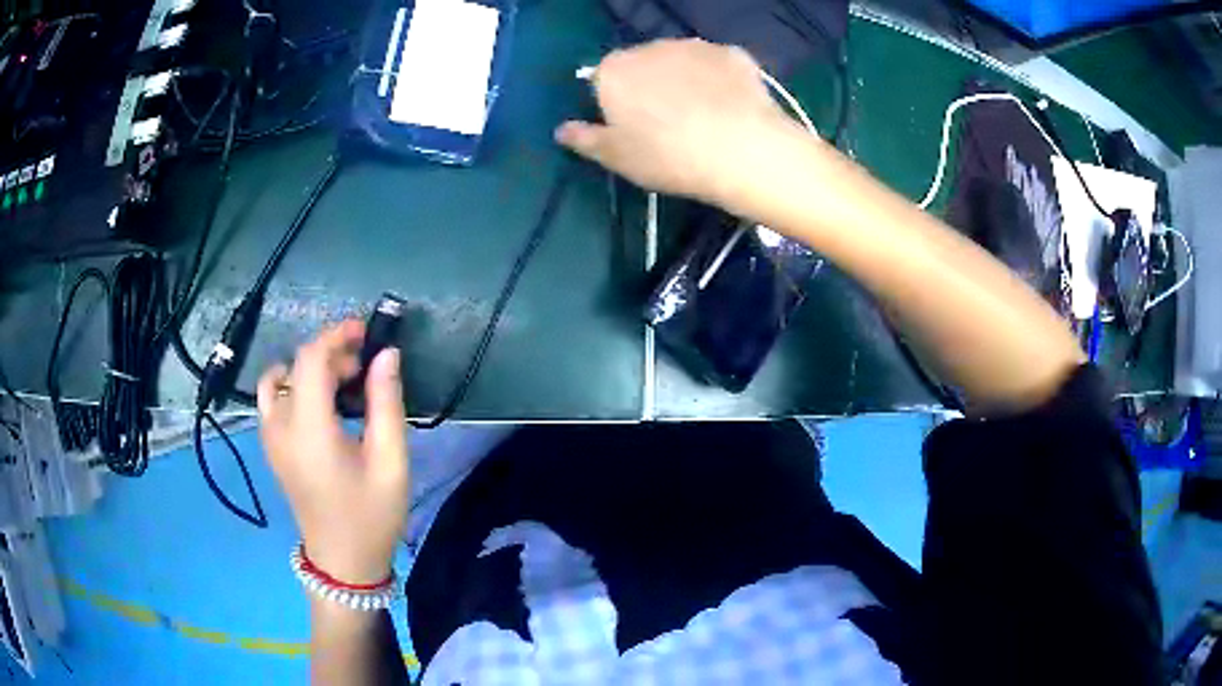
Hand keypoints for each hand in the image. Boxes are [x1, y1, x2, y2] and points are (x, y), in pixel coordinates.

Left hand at [257, 321, 408, 585]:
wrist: (342, 561)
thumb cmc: (371, 515)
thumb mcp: (390, 461)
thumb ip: (386, 403)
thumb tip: (387, 355)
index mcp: (308, 429)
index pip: (310, 360)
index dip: (336, 336)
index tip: (366, 331)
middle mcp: (280, 427)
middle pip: (295, 365)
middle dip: (330, 354)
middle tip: (366, 368)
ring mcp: (270, 438)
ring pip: (278, 379)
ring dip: (308, 369)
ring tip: (340, 383)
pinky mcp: (270, 448)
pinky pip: (272, 399)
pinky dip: (293, 386)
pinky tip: (320, 403)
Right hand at [555, 39, 799, 204]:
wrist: (741, 149)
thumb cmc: (667, 156)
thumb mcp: (616, 157)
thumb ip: (584, 139)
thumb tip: (561, 129)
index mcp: (614, 70)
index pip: (602, 80)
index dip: (614, 104)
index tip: (630, 128)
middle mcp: (650, 47)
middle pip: (641, 65)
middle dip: (648, 86)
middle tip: (667, 125)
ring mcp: (695, 45)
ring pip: (680, 61)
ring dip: (683, 79)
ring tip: (703, 116)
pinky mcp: (732, 53)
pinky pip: (716, 65)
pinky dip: (718, 80)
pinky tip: (730, 107)